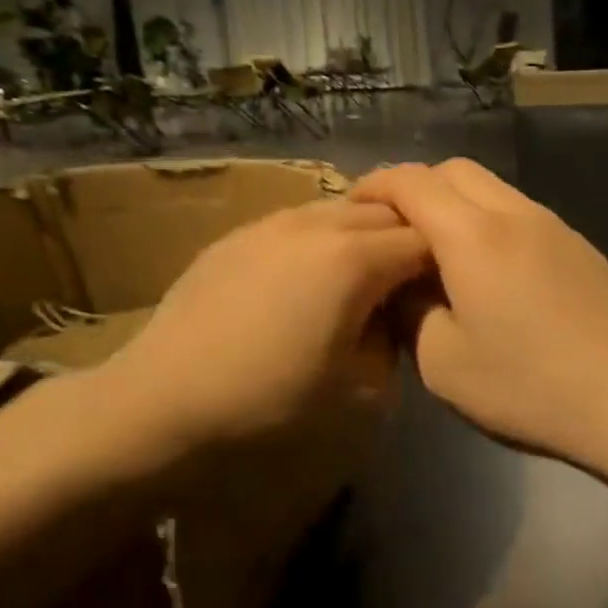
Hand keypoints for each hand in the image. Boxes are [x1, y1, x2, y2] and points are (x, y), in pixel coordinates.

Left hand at [104, 199, 429, 448]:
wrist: (163, 396)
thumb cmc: (266, 400)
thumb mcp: (356, 388)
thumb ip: (390, 340)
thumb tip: (389, 317)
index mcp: (354, 260)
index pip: (423, 241)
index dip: (443, 263)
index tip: (444, 291)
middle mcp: (317, 225)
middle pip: (386, 211)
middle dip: (408, 237)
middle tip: (408, 279)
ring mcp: (274, 222)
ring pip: (340, 207)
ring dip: (364, 231)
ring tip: (360, 273)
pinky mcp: (240, 232)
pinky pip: (299, 219)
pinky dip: (322, 236)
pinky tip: (306, 274)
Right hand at [352, 160, 607, 464]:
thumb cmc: (529, 386)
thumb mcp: (442, 363)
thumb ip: (409, 310)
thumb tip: (401, 283)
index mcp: (471, 235)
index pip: (410, 182)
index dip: (374, 186)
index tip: (353, 208)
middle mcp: (513, 213)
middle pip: (453, 170)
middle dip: (414, 187)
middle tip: (394, 230)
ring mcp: (553, 226)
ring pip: (491, 187)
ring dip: (455, 203)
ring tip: (438, 251)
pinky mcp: (579, 246)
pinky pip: (519, 211)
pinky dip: (488, 221)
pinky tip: (490, 271)